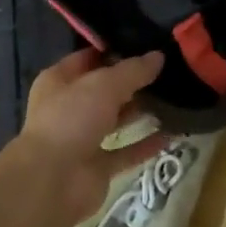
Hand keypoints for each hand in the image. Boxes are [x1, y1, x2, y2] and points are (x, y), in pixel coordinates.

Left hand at [14, 49, 169, 224]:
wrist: (52, 182)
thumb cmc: (71, 119)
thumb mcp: (104, 84)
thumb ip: (133, 70)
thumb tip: (158, 55)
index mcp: (59, 80)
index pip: (89, 58)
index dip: (115, 50)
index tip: (147, 44)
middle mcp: (69, 107)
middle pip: (104, 89)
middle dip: (132, 82)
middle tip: (167, 70)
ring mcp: (82, 138)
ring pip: (115, 120)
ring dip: (140, 112)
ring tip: (173, 98)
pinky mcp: (96, 167)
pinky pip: (125, 151)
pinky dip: (145, 144)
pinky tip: (170, 134)